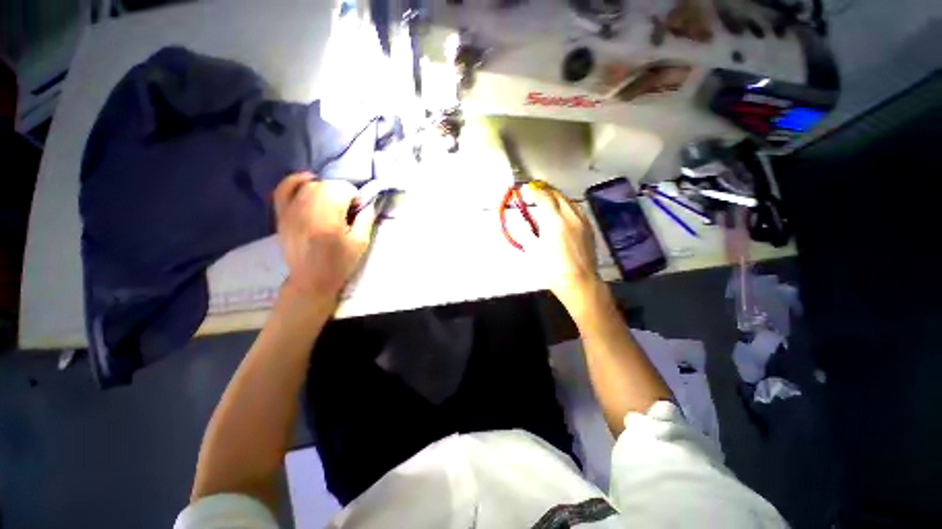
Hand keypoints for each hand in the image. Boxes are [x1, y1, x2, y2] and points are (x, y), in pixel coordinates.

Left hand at [273, 173, 376, 300]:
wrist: (311, 280)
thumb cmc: (340, 263)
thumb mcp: (361, 242)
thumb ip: (366, 218)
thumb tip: (369, 201)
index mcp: (328, 218)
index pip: (343, 189)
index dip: (354, 197)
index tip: (357, 211)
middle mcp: (307, 209)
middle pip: (327, 185)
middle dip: (342, 193)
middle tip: (347, 210)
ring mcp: (291, 210)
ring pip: (310, 185)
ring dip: (326, 189)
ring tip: (332, 204)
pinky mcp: (282, 213)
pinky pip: (284, 188)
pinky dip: (296, 181)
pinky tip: (308, 181)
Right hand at [520, 182, 600, 307]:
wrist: (580, 282)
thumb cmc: (552, 269)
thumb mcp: (533, 251)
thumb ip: (526, 233)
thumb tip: (522, 221)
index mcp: (554, 221)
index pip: (544, 198)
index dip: (534, 192)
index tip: (526, 190)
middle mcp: (570, 217)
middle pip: (558, 196)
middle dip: (545, 191)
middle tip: (535, 192)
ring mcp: (582, 222)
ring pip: (569, 201)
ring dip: (557, 197)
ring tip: (549, 199)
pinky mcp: (589, 228)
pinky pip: (578, 210)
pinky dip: (568, 205)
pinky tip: (564, 211)